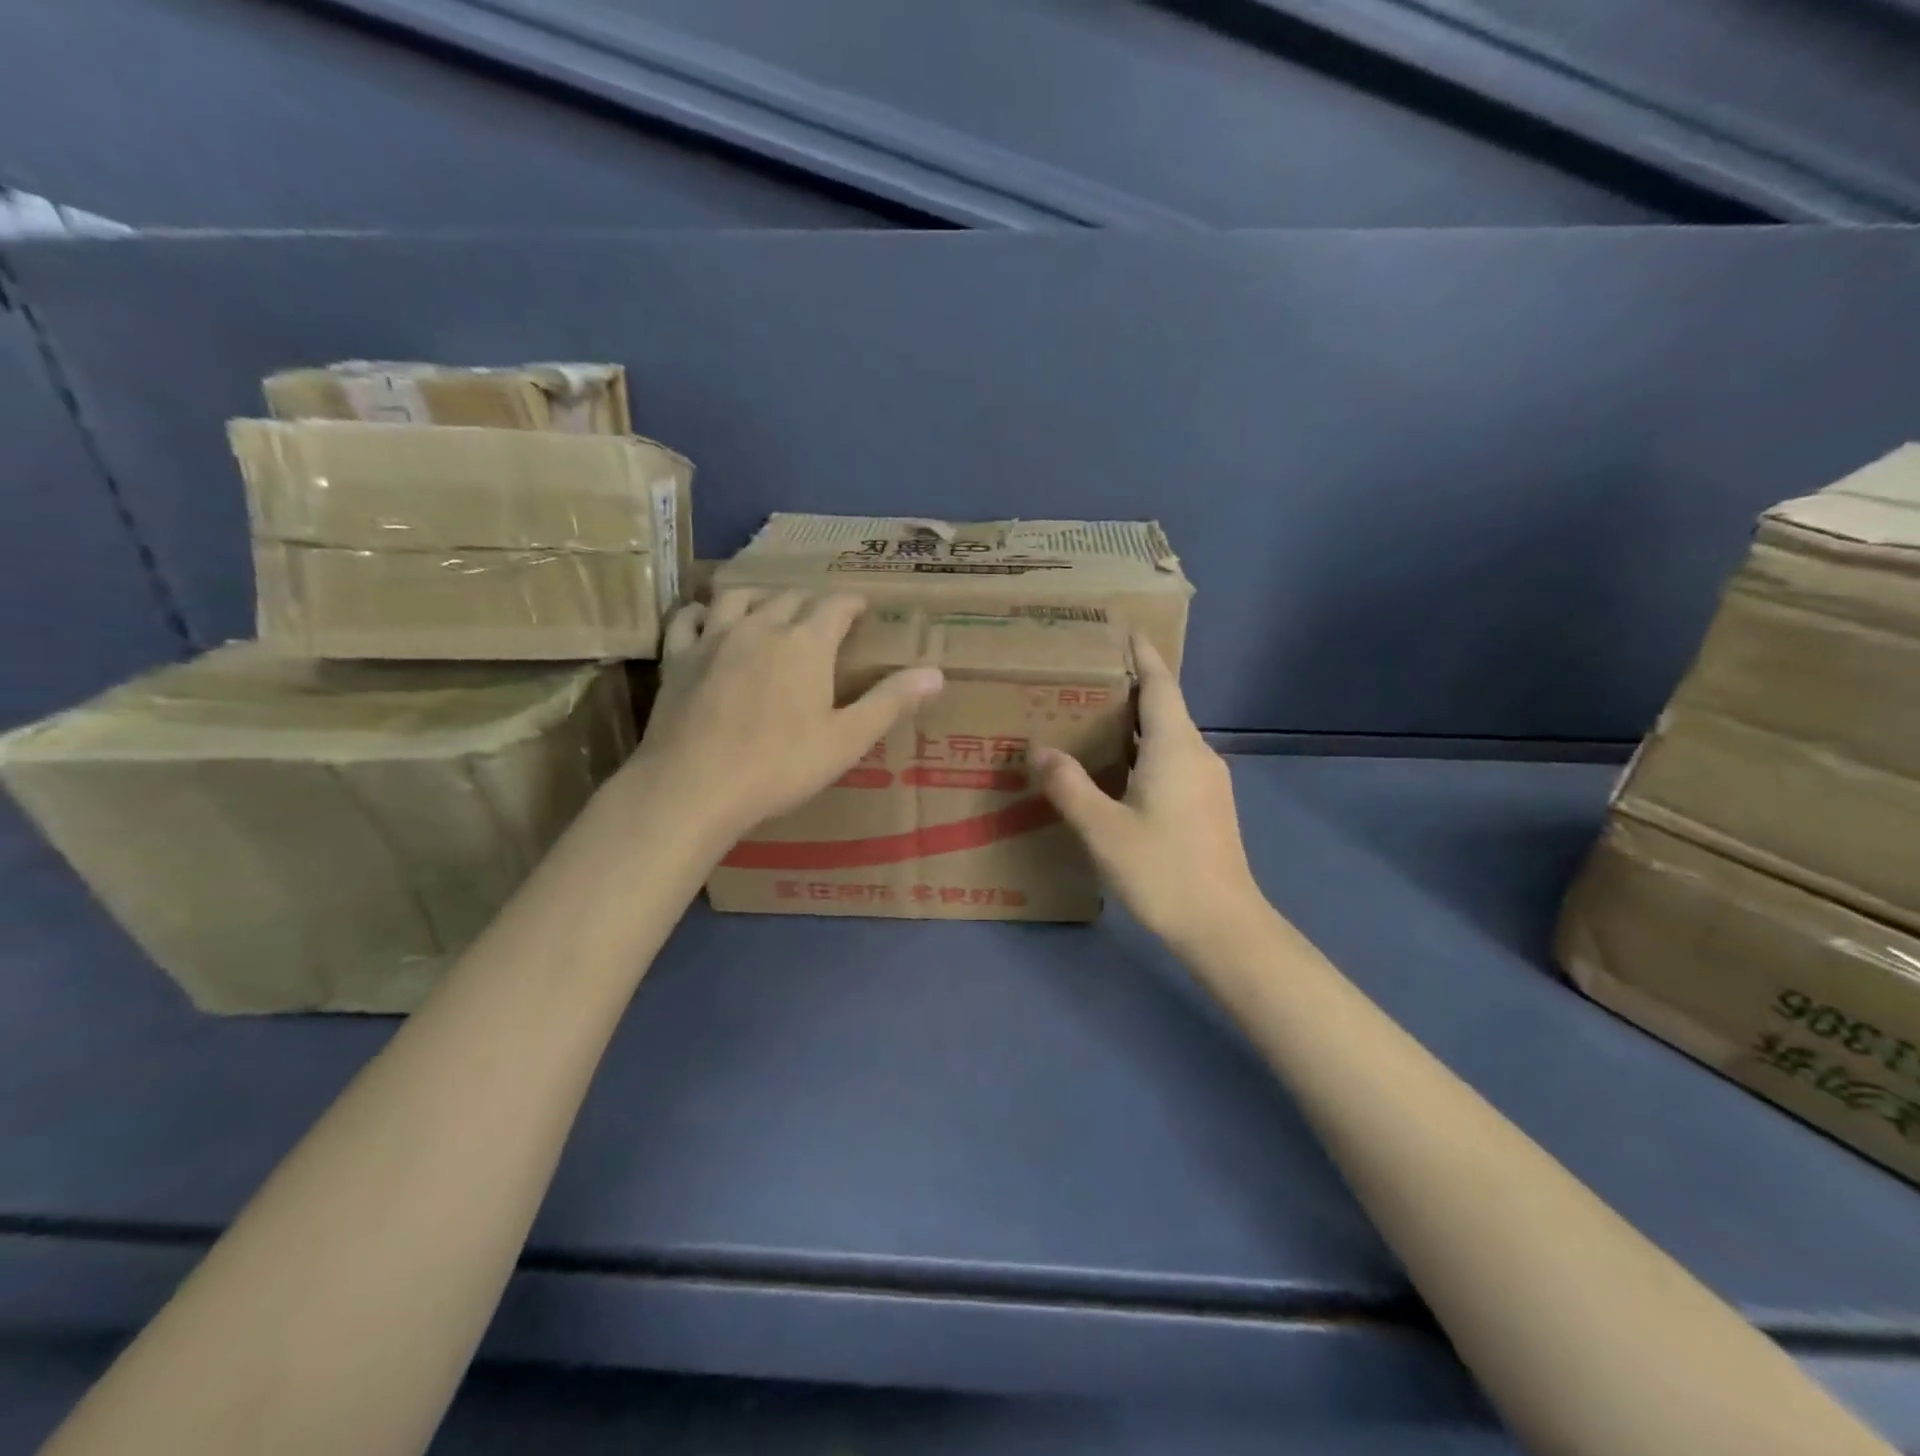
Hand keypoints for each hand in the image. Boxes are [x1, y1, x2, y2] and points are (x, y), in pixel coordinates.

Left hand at [627, 590, 943, 841]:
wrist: (695, 785)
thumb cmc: (780, 766)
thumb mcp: (846, 740)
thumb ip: (890, 702)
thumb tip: (936, 673)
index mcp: (807, 643)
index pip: (835, 605)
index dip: (851, 603)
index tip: (861, 607)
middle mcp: (761, 626)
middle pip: (790, 597)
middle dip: (811, 601)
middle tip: (822, 616)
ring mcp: (714, 638)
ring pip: (739, 596)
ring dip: (761, 596)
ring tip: (770, 608)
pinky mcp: (678, 657)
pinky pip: (689, 618)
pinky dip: (703, 612)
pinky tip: (708, 619)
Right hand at [1035, 637, 1262, 950]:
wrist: (1223, 926)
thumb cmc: (1163, 870)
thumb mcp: (1103, 829)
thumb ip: (1069, 786)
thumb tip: (1039, 749)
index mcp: (1176, 747)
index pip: (1160, 684)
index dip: (1142, 655)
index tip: (1123, 630)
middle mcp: (1198, 754)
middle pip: (1164, 707)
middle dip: (1128, 688)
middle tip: (1082, 679)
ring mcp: (1208, 781)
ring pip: (1168, 737)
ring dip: (1135, 724)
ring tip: (1090, 720)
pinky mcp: (1209, 805)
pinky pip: (1173, 761)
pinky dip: (1144, 752)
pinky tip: (1117, 770)